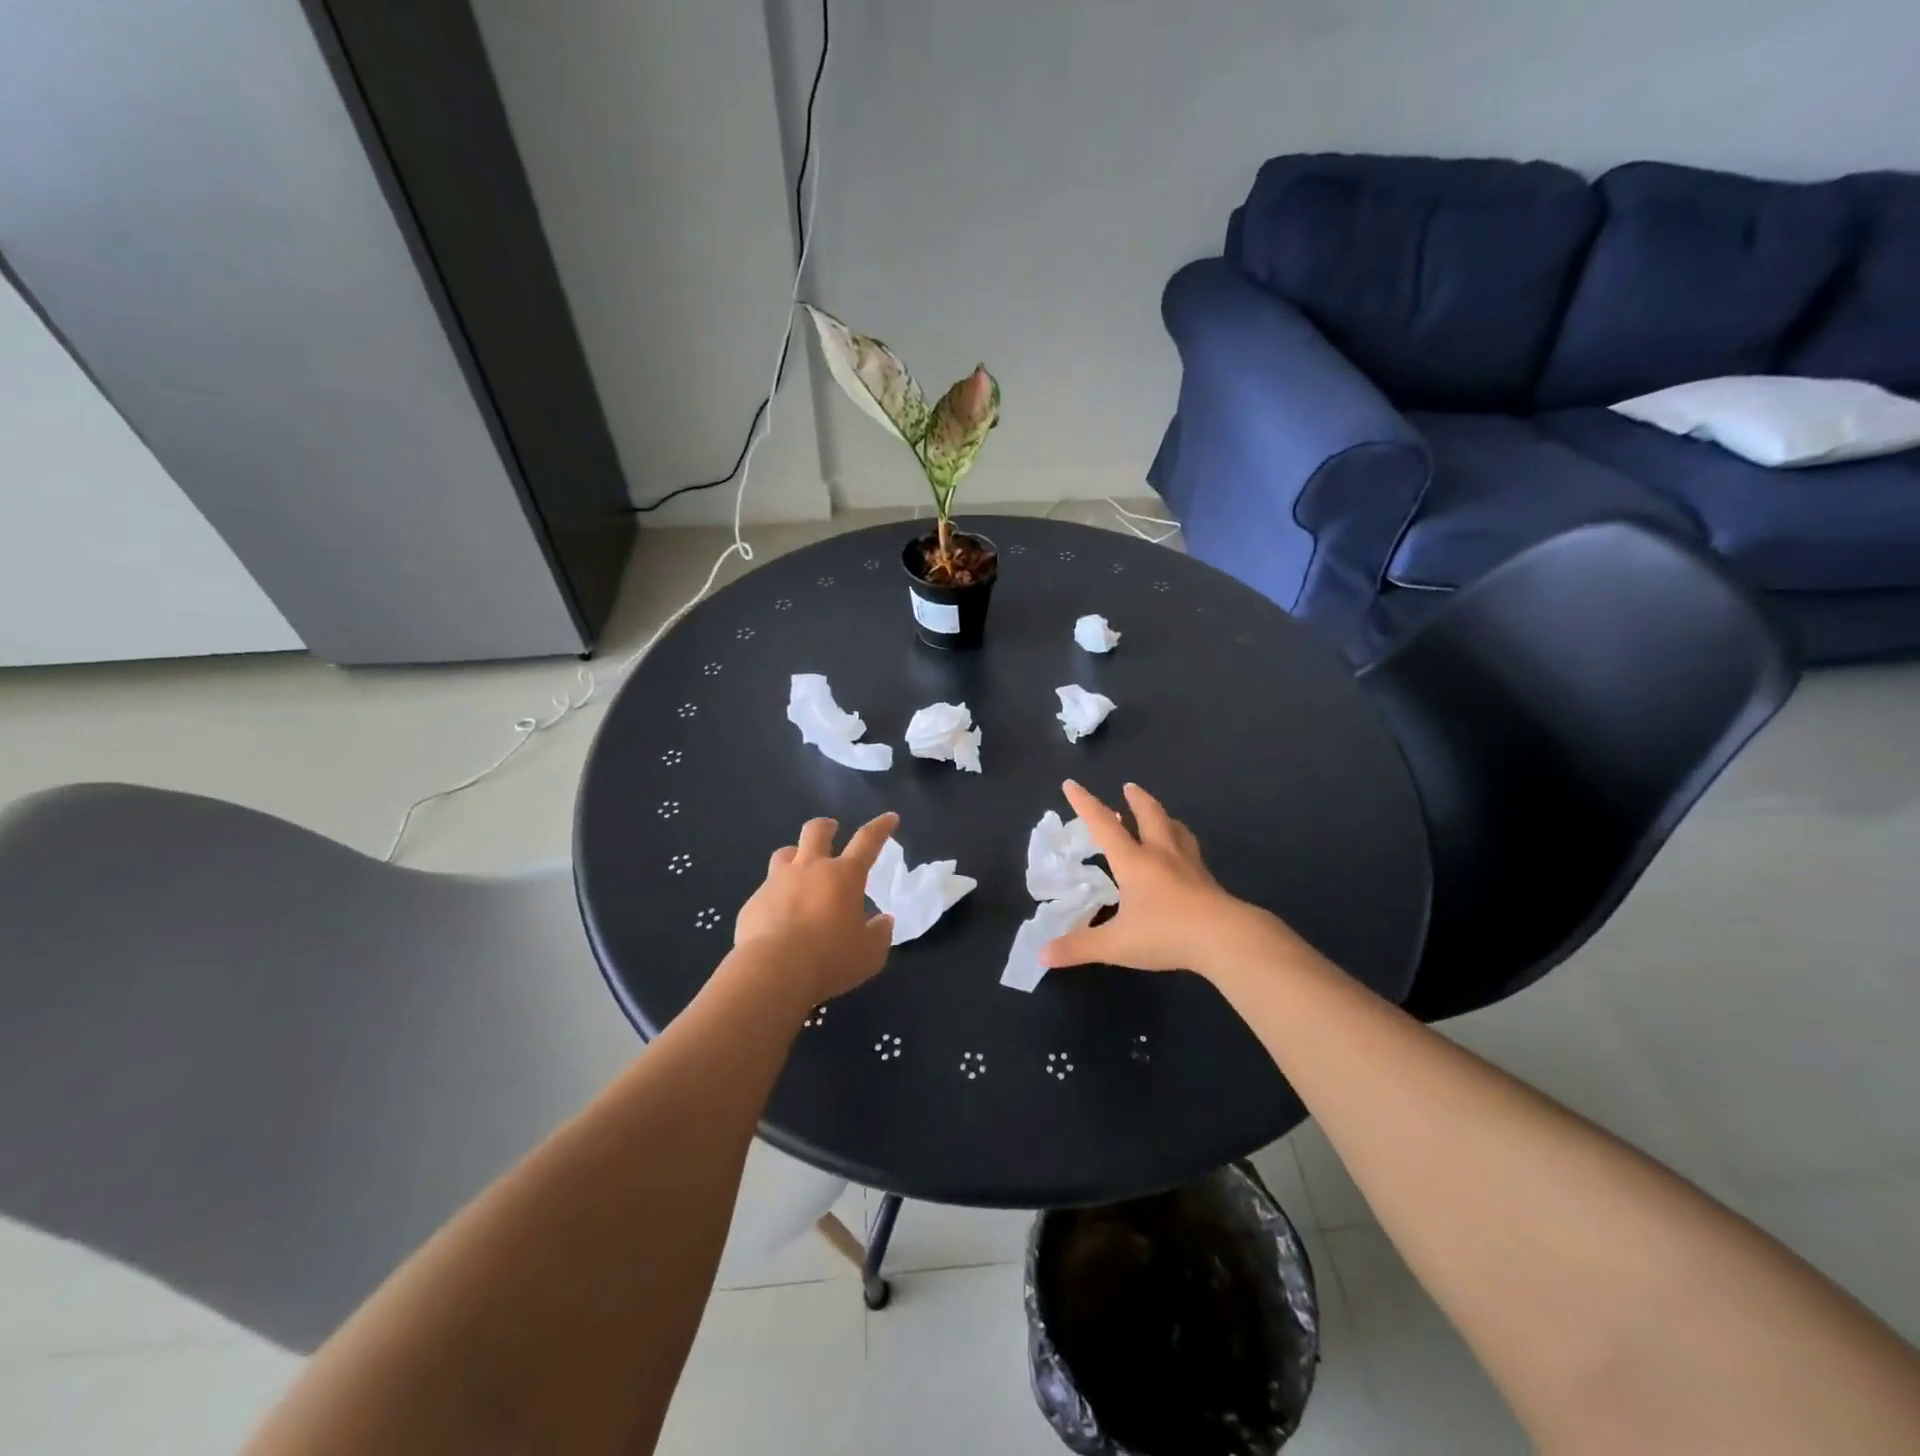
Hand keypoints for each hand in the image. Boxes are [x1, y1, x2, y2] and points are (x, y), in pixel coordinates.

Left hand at [734, 813, 898, 1004]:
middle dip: (826, 826)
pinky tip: (778, 917)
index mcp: (844, 876)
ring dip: (795, 856)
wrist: (774, 972)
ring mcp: (777, 882)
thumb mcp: (870, 953)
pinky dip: (776, 897)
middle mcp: (810, 869)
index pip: (867, 841)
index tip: (889, 818)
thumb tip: (883, 921)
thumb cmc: (831, 959)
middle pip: (816, 831)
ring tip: (799, 868)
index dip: (880, 827)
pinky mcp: (753, 903)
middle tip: (831, 829)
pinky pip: (766, 891)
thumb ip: (879, 934)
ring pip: (784, 853)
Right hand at [1044, 781, 1278, 977]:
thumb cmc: (1165, 933)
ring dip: (1164, 817)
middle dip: (1136, 800)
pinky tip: (1186, 856)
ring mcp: (1189, 865)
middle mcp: (1161, 854)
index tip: (1072, 784)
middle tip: (1129, 787)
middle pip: (1149, 816)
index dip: (1085, 804)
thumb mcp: (1116, 944)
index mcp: (1134, 861)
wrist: (1225, 938)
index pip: (1103, 825)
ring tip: (1161, 816)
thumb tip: (1043, 953)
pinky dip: (1184, 844)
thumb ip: (1079, 947)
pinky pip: (1192, 852)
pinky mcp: (1208, 881)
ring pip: (1176, 830)